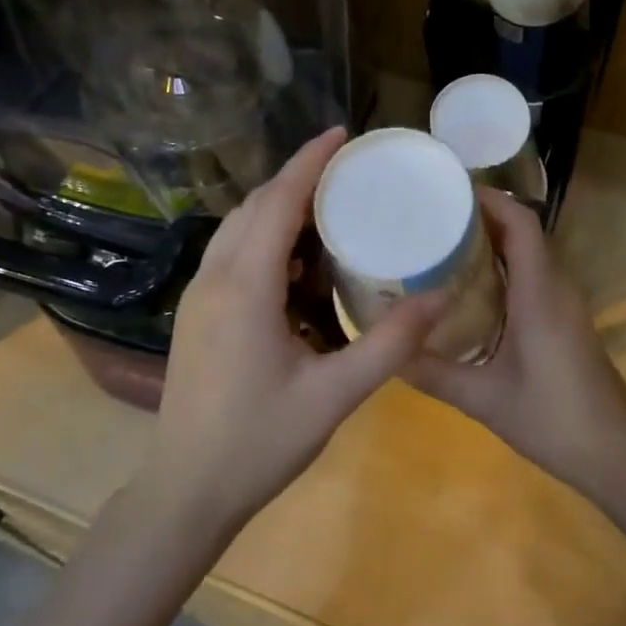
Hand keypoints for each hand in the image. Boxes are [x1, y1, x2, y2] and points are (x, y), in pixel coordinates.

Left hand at [142, 128, 443, 536]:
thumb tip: (440, 297)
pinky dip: (266, 238)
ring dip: (280, 208)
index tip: (342, 134)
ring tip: (329, 209)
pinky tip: (299, 264)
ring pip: (239, 227)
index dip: (310, 162)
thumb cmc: (259, 442)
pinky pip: (232, 253)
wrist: (185, 490)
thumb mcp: (334, 395)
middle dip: (299, 178)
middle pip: (257, 205)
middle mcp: (215, 277)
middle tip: (348, 171)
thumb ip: (389, 343)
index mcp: (245, 286)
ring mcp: (199, 295)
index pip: (279, 202)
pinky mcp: (197, 313)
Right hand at [407, 189, 625, 497]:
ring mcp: (567, 303)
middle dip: (482, 215)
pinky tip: (473, 287)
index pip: (521, 223)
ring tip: (445, 242)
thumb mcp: (485, 400)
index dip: (489, 199)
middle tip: (433, 216)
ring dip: (494, 240)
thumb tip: (387, 351)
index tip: (447, 191)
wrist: (616, 455)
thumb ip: (434, 374)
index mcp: (540, 293)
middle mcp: (557, 287)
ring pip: (531, 253)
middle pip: (524, 231)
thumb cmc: (554, 420)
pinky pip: (535, 274)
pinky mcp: (567, 320)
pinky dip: (505, 265)